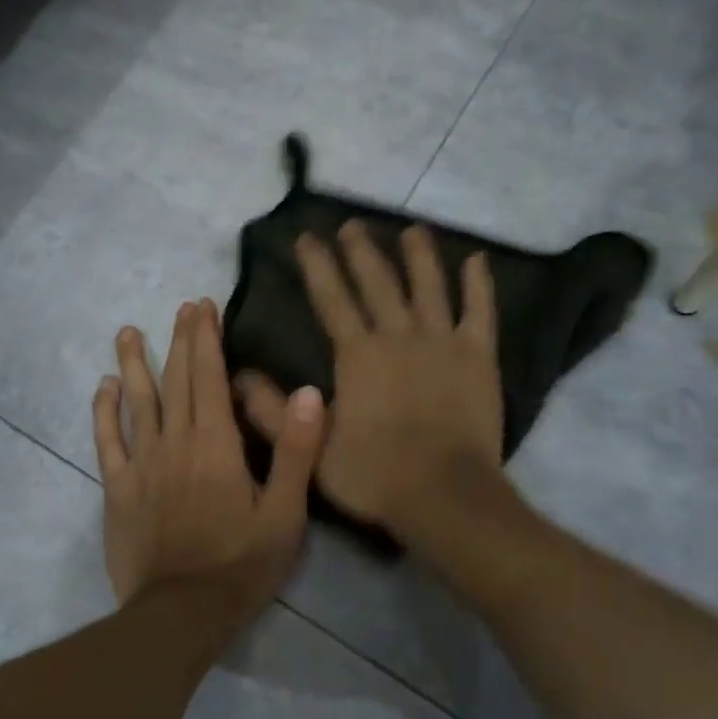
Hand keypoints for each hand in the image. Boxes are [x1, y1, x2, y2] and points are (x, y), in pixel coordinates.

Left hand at [94, 299, 325, 613]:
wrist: (181, 613)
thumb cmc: (241, 564)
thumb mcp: (285, 513)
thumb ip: (296, 451)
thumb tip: (309, 392)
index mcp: (217, 444)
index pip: (210, 377)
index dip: (207, 339)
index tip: (203, 307)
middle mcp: (176, 442)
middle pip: (177, 380)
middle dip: (180, 339)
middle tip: (181, 307)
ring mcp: (142, 464)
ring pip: (137, 401)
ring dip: (134, 364)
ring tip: (128, 332)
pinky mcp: (118, 489)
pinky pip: (107, 441)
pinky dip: (104, 411)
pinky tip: (103, 387)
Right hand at [235, 223, 501, 535]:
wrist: (443, 494)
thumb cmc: (375, 473)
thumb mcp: (311, 449)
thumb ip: (271, 412)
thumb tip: (237, 376)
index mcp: (357, 354)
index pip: (331, 298)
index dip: (317, 265)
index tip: (307, 237)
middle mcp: (398, 335)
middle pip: (377, 282)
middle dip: (361, 251)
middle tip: (352, 224)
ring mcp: (442, 342)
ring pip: (429, 286)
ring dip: (419, 255)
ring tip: (412, 229)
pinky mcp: (478, 356)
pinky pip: (480, 311)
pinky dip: (479, 285)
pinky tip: (476, 259)